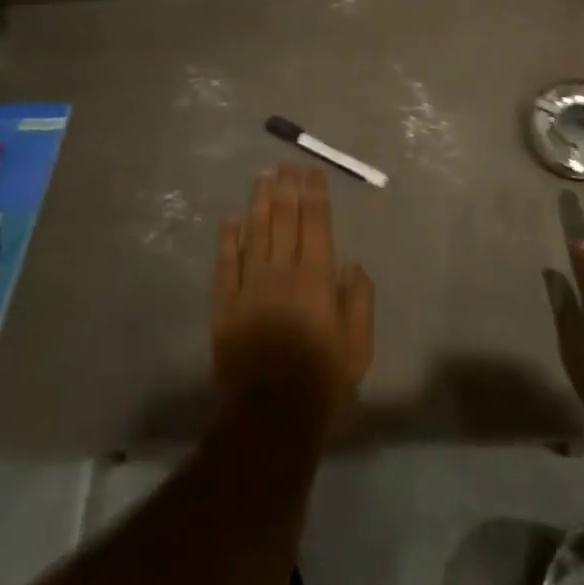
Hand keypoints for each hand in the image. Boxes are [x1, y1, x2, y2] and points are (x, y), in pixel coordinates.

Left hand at [211, 164, 374, 417]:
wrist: (268, 421)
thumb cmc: (322, 385)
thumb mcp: (357, 349)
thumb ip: (358, 302)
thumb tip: (352, 264)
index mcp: (316, 279)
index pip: (316, 224)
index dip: (314, 194)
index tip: (312, 171)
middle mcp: (282, 271)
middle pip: (284, 218)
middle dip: (286, 187)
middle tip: (286, 163)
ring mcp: (250, 286)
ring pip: (255, 232)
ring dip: (259, 202)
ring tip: (262, 178)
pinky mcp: (225, 305)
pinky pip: (226, 263)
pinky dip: (228, 238)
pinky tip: (231, 219)